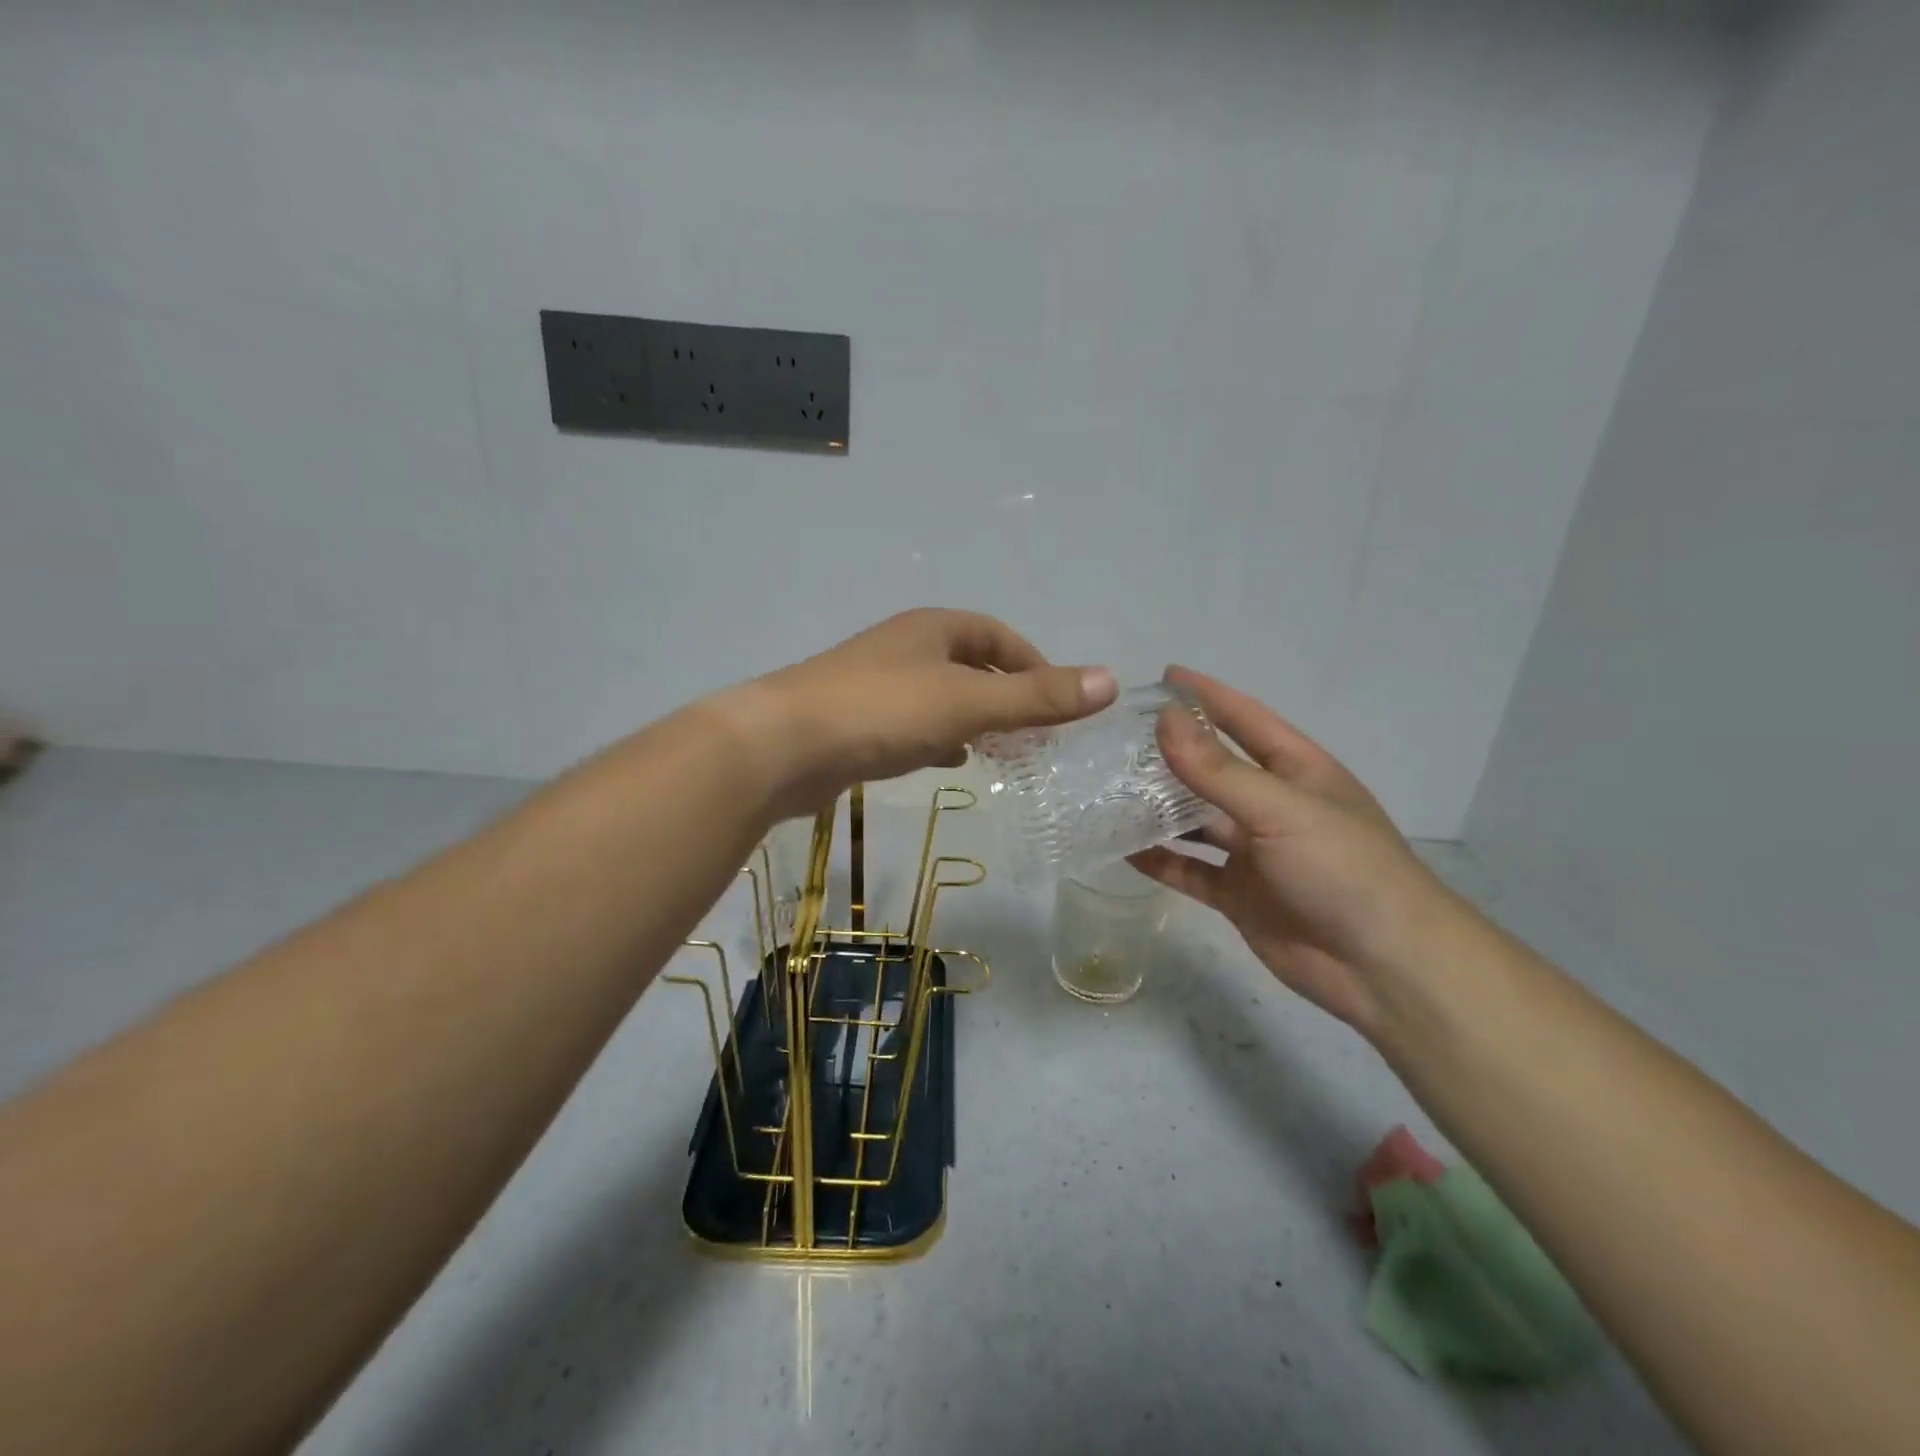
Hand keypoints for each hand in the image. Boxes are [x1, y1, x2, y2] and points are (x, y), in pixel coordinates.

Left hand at [724, 609, 1117, 818]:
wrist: (782, 746)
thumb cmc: (882, 712)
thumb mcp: (968, 703)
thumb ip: (1036, 697)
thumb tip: (1110, 681)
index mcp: (932, 629)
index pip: (997, 636)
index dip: (1034, 664)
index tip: (1059, 704)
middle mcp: (904, 648)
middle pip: (969, 664)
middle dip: (1004, 695)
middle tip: (1034, 733)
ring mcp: (875, 684)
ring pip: (940, 697)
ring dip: (972, 718)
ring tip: (1000, 750)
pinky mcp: (855, 722)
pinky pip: (911, 724)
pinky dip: (937, 738)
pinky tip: (947, 761)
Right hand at [1130, 667, 1463, 1032]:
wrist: (1383, 967)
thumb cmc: (1343, 868)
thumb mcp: (1280, 808)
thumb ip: (1218, 769)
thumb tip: (1164, 719)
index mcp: (1297, 771)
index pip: (1246, 720)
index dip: (1207, 696)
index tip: (1164, 676)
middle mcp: (1272, 806)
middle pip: (1213, 770)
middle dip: (1171, 753)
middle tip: (1117, 738)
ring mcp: (1254, 853)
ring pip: (1195, 821)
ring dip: (1157, 808)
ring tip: (1108, 790)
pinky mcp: (1237, 895)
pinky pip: (1189, 871)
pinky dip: (1159, 861)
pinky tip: (1121, 849)